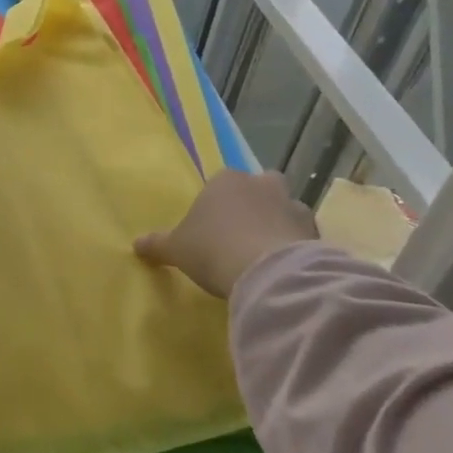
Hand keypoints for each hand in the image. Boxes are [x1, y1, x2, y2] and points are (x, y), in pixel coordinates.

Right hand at [135, 170, 317, 299]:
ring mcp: (294, 207)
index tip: (212, 227)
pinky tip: (285, 268)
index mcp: (226, 180)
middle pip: (262, 187)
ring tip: (266, 254)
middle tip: (243, 232)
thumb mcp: (176, 248)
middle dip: (257, 203)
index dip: (218, 203)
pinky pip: (304, 237)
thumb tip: (135, 244)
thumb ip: (157, 244)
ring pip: (287, 209)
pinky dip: (297, 248)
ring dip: (280, 225)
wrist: (267, 272)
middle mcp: (263, 185)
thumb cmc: (213, 249)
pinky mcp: (317, 233)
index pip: (222, 182)